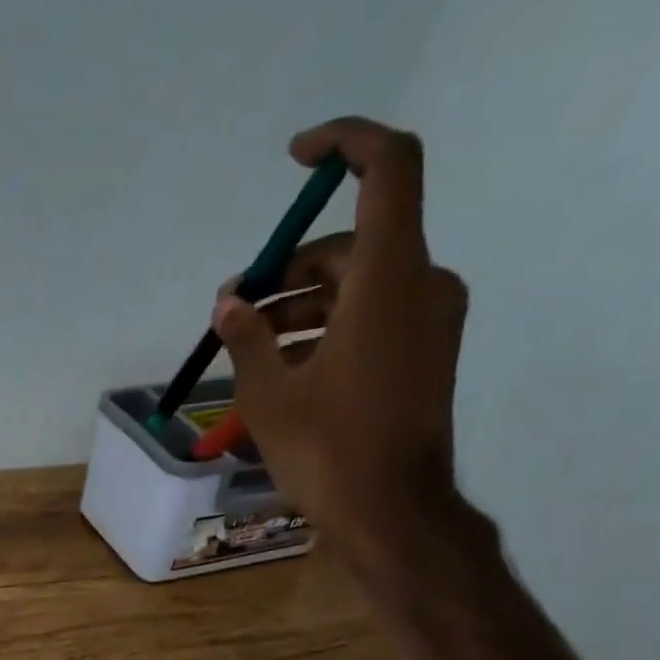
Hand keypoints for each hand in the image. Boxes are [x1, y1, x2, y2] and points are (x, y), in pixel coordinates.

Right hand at [213, 117, 471, 579]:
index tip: (294, 161)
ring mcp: (429, 322)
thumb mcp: (269, 395)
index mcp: (388, 279)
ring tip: (245, 346)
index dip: (343, 145)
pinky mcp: (424, 354)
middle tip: (233, 308)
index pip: (387, 168)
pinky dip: (326, 328)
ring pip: (358, 287)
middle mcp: (421, 285)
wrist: (391, 514)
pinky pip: (372, 318)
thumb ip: (247, 338)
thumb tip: (230, 304)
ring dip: (300, 306)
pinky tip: (281, 367)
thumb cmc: (327, 451)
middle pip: (352, 246)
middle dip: (287, 271)